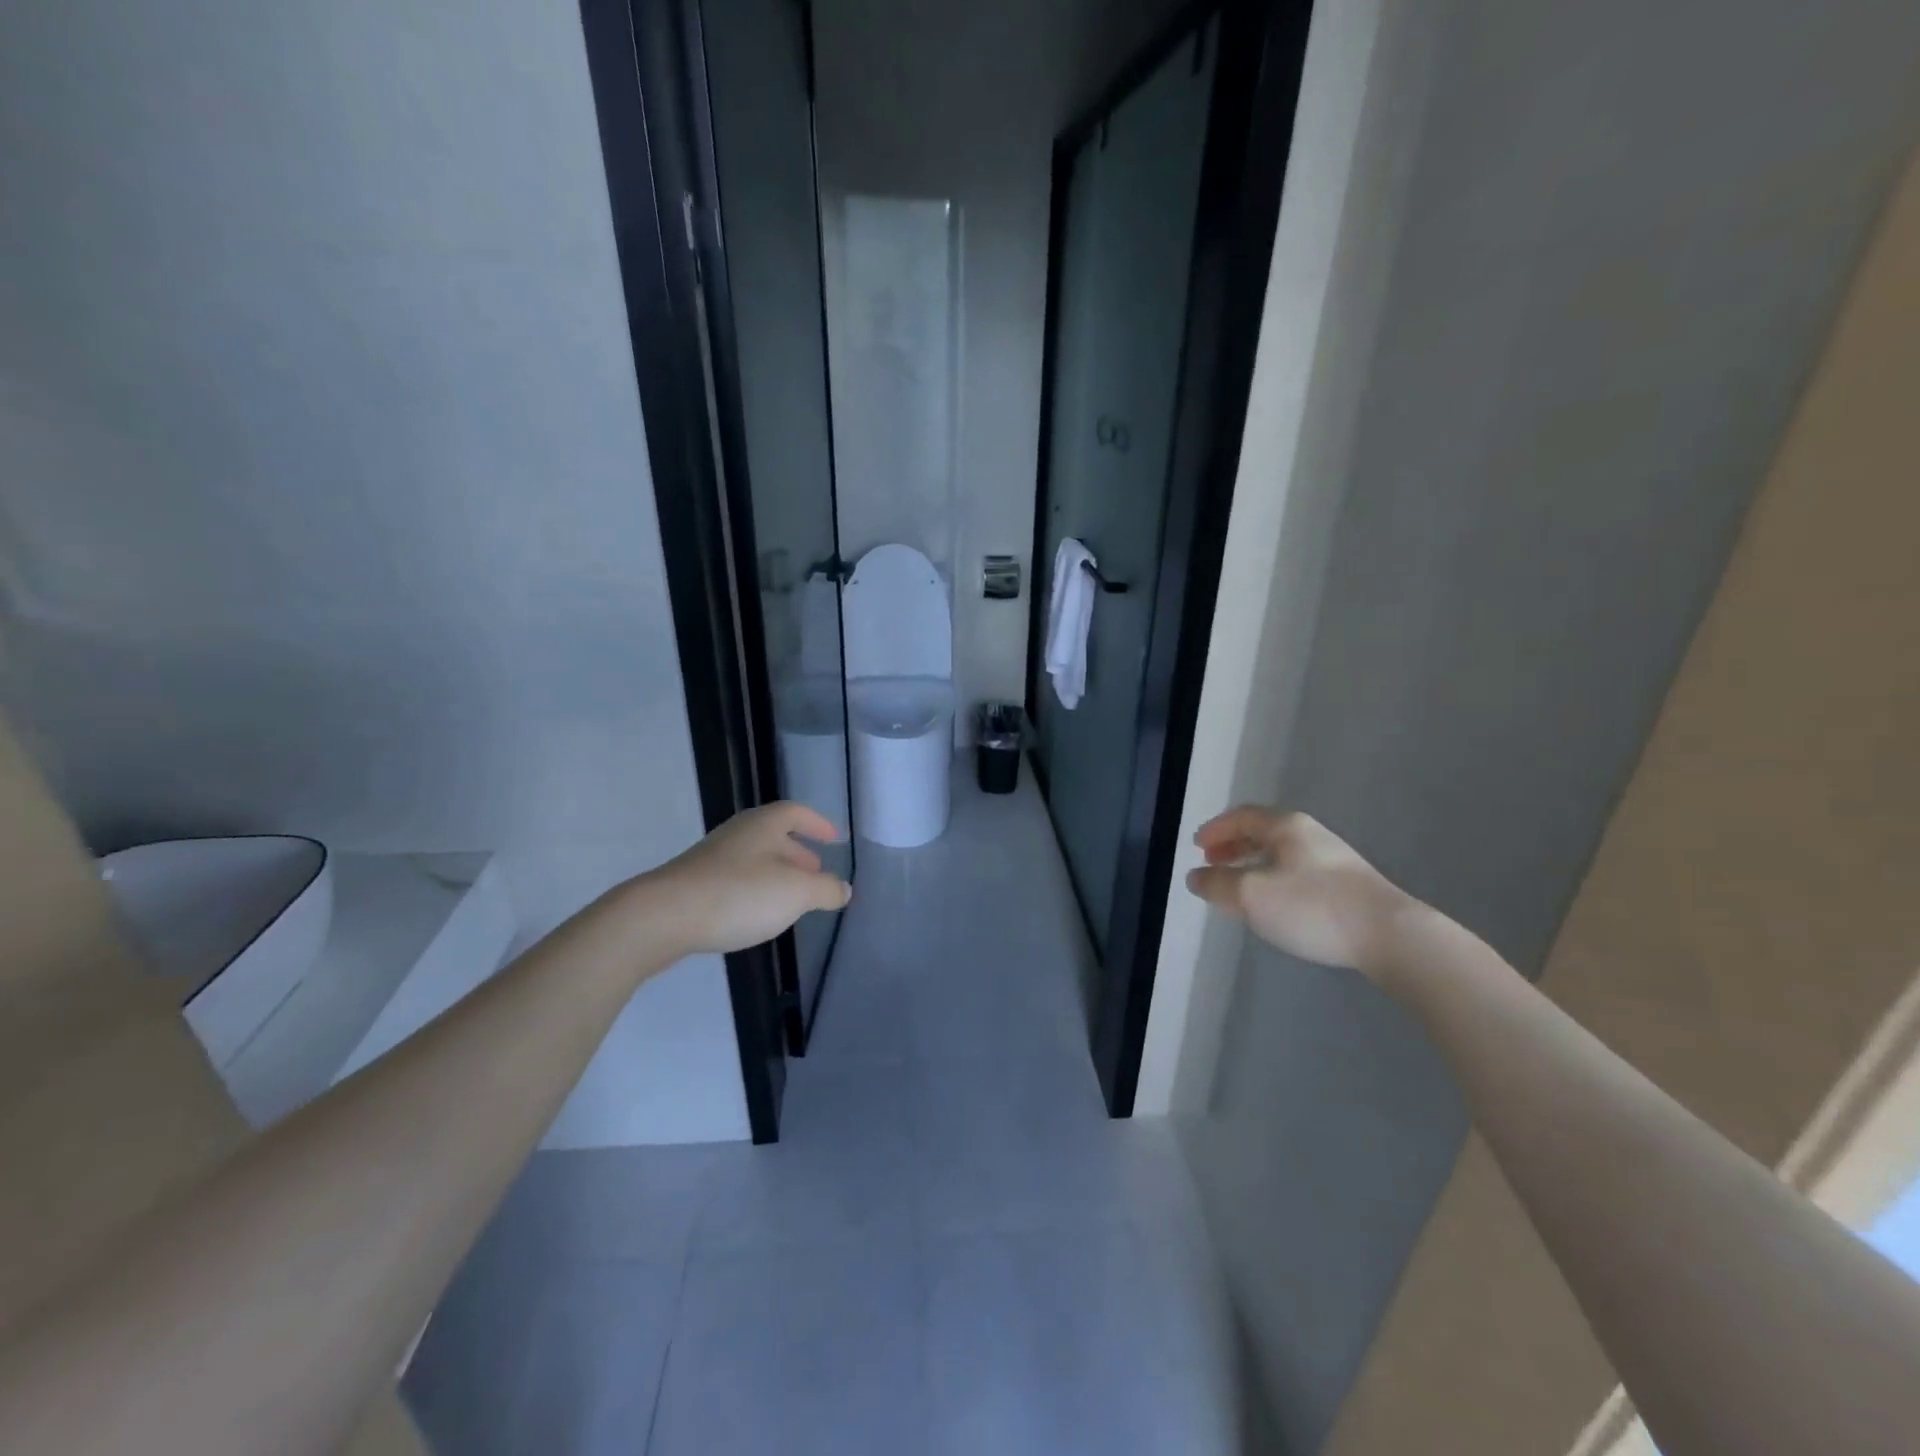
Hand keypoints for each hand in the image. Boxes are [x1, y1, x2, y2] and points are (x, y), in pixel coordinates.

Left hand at [635, 802, 851, 957]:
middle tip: (817, 873)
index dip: (818, 824)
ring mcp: (713, 858)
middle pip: (775, 835)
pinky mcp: (695, 883)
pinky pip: (736, 879)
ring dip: (777, 874)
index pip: (797, 813)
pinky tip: (757, 914)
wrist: (663, 917)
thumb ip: (826, 890)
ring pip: (755, 859)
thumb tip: (844, 889)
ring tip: (792, 899)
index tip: (834, 839)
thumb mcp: (796, 893)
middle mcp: (738, 833)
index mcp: (764, 824)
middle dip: (799, 853)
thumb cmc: (739, 894)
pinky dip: (755, 890)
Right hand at [1184, 807, 1415, 978]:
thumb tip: (1196, 877)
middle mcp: (1310, 834)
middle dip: (1234, 845)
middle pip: (1263, 831)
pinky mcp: (1349, 885)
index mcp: (1285, 827)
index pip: (1242, 816)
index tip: (1197, 846)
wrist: (1389, 935)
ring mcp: (1334, 859)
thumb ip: (1217, 884)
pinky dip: (1275, 878)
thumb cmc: (1312, 907)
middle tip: (1213, 862)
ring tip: (1239, 884)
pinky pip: (1299, 871)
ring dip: (1254, 863)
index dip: (1216, 829)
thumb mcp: (1251, 895)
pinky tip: (1276, 902)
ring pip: (1282, 853)